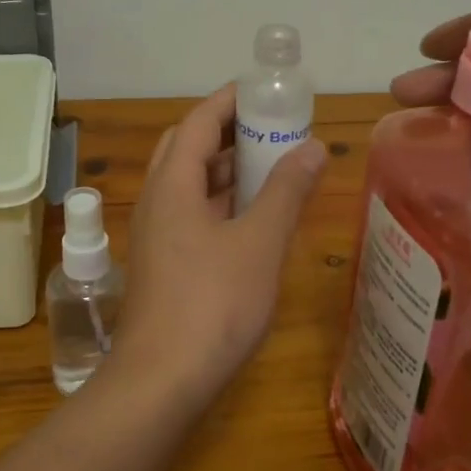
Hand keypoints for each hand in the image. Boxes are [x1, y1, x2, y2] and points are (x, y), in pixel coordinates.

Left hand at [115, 84, 328, 391]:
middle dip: (227, 131)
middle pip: (187, 148)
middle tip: (270, 127)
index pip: (198, 121)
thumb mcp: (260, 243)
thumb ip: (286, 191)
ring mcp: (156, 234)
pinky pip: (191, 213)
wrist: (161, 380)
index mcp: (172, 185)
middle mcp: (156, 200)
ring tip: (271, 165)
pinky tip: (252, 216)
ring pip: (189, 184)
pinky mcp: (164, 263)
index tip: (266, 90)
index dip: (230, 100)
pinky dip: (221, 202)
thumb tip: (313, 145)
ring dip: (224, 169)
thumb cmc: (213, 304)